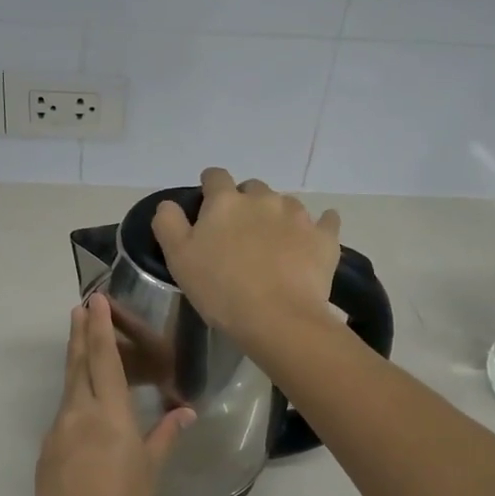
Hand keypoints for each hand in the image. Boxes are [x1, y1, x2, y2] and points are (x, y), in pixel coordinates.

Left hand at [30, 293, 193, 495]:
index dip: (100, 327)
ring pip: (69, 386)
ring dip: (76, 361)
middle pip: (78, 363)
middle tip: (80, 307)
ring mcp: (58, 430)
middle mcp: (79, 412)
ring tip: (82, 344)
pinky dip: (74, 396)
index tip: (94, 300)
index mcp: (109, 413)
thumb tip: (186, 412)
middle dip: (80, 333)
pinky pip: (64, 413)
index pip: (105, 359)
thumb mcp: (150, 470)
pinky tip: (83, 405)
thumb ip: (165, 435)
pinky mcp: (47, 450)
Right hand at [151, 167, 341, 353]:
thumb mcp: (178, 259)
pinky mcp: (325, 237)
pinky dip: (319, 226)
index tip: (207, 208)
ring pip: (286, 204)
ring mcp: (299, 215)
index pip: (215, 177)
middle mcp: (264, 198)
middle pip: (252, 188)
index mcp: (225, 201)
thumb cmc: (221, 290)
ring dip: (277, 217)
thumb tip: (170, 204)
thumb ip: (168, 223)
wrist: (278, 319)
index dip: (210, 189)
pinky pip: (326, 221)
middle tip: (240, 235)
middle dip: (245, 204)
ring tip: (274, 246)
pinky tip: (313, 241)